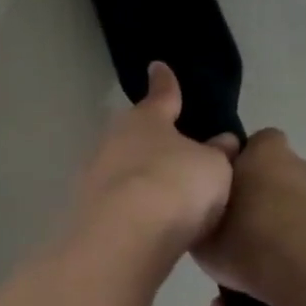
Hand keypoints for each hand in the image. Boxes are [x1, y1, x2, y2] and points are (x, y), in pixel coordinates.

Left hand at [69, 63, 238, 275]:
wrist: (124, 238)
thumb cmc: (176, 186)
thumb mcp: (213, 168)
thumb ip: (217, 154)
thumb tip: (222, 142)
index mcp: (146, 119)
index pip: (161, 95)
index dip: (165, 83)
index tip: (157, 67)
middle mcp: (113, 141)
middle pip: (134, 135)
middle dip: (149, 141)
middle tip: (170, 151)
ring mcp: (92, 177)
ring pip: (120, 169)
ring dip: (136, 179)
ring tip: (160, 196)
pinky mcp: (83, 212)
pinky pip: (114, 203)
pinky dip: (128, 209)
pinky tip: (143, 224)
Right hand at [194, 129, 305, 305]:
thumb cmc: (251, 245)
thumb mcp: (203, 238)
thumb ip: (204, 218)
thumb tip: (210, 211)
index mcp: (264, 157)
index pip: (256, 143)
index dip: (244, 164)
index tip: (230, 192)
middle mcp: (301, 166)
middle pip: (279, 177)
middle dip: (265, 200)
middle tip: (244, 233)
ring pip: (300, 208)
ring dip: (286, 228)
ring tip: (265, 268)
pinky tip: (288, 282)